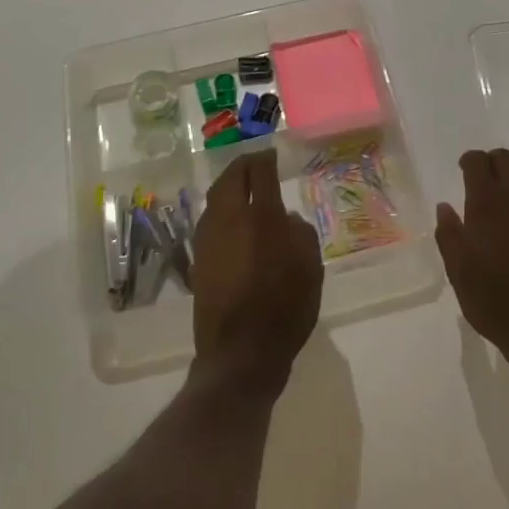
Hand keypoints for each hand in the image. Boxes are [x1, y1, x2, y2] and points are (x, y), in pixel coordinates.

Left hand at [192, 150, 323, 396]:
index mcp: (261, 216)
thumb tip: (286, 219)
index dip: (266, 159)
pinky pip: (209, 221)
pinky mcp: (197, 259)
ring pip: (215, 198)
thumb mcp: (310, 268)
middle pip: (230, 178)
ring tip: (243, 188)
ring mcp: (208, 239)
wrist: (241, 353)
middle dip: (242, 165)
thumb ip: (300, 234)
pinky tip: (232, 221)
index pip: (260, 172)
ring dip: (228, 186)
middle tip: (255, 163)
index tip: (273, 156)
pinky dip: (221, 211)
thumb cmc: (284, 308)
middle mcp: (229, 219)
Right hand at [435, 149, 508, 372]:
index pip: (477, 162)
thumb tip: (444, 207)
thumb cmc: (493, 298)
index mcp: (484, 202)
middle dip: (493, 163)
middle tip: (486, 181)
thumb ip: (448, 234)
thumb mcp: (457, 270)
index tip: (464, 170)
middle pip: (505, 158)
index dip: (469, 161)